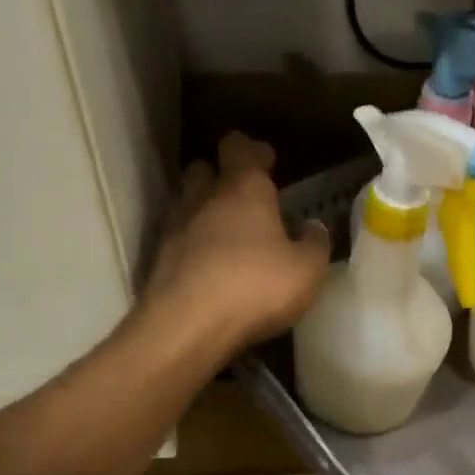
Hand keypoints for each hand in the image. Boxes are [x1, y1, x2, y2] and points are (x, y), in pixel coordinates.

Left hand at [141, 132, 331, 353]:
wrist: (188, 326)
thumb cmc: (256, 287)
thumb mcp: (306, 270)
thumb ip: (315, 244)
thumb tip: (314, 227)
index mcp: (243, 189)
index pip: (239, 148)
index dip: (253, 150)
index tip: (267, 160)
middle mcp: (203, 199)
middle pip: (204, 170)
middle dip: (220, 177)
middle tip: (242, 198)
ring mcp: (175, 230)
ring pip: (186, 205)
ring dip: (204, 214)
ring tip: (225, 237)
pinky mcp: (159, 262)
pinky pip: (178, 244)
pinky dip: (192, 249)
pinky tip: (208, 270)